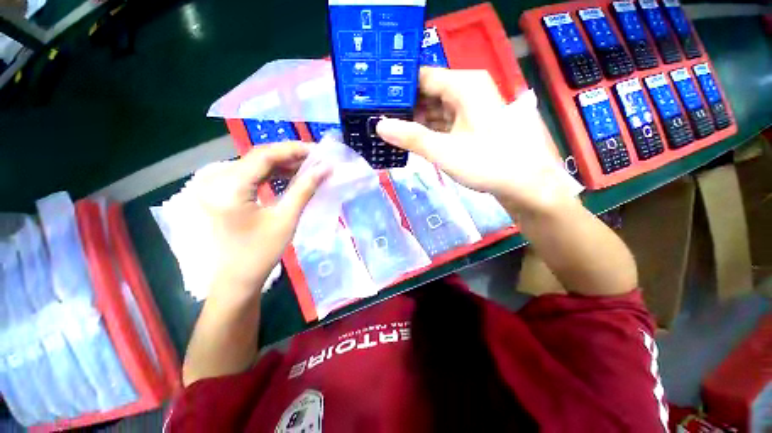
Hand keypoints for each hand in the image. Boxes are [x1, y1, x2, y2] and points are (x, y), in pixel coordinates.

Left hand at [192, 142, 330, 289]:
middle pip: (258, 157)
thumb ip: (305, 189)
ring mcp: (215, 185)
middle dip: (290, 155)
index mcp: (228, 187)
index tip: (319, 151)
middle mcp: (216, 180)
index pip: (264, 155)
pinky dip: (271, 173)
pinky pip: (250, 174)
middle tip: (317, 159)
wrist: (235, 279)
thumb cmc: (261, 253)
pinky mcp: (220, 192)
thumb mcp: (286, 219)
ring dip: (282, 164)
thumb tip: (325, 168)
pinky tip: (289, 176)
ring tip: (308, 167)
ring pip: (255, 164)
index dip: (294, 149)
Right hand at [377, 67, 570, 213]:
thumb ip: (411, 137)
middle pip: (427, 93)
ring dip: (414, 120)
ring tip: (388, 129)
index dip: (398, 89)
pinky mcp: (470, 125)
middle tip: (378, 119)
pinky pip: (443, 122)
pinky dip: (427, 130)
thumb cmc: (487, 163)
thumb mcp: (444, 151)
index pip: (422, 77)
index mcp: (464, 85)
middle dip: (404, 107)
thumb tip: (380, 126)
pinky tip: (410, 138)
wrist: (524, 183)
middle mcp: (467, 90)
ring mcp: (469, 109)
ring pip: (434, 109)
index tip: (376, 102)